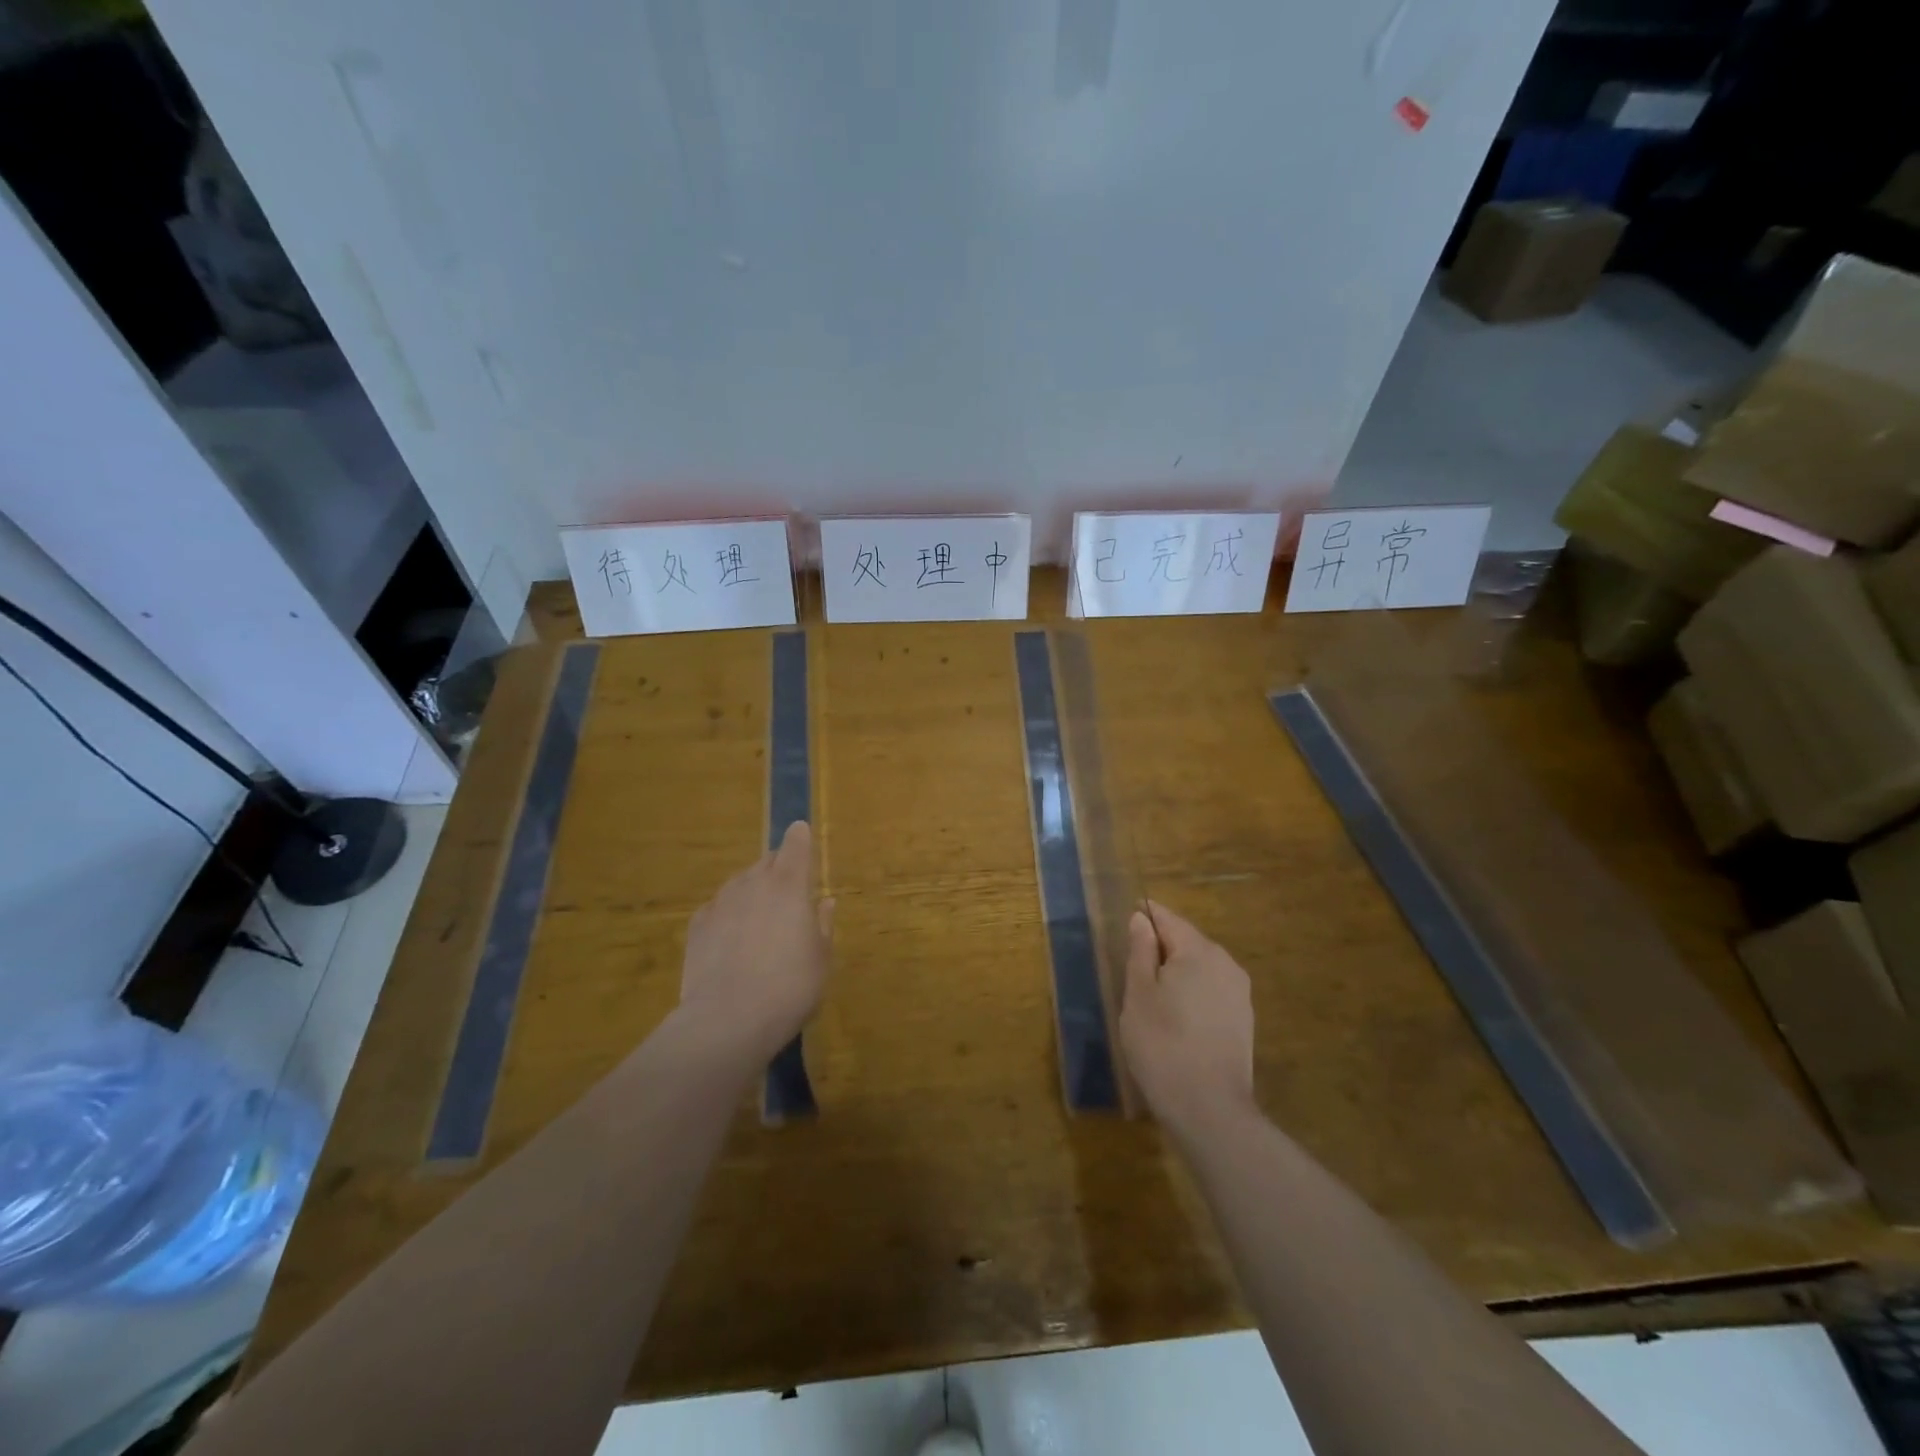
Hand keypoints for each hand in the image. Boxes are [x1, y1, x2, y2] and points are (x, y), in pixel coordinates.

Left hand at [678, 821, 834, 1064]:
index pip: (796, 845)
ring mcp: (721, 902)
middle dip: (778, 867)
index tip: (801, 831)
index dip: (800, 837)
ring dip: (751, 889)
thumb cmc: (790, 987)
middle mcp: (753, 883)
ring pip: (739, 883)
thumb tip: (825, 902)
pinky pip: (717, 908)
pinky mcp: (697, 926)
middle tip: (787, 888)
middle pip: (766, 861)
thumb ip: (823, 925)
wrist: (728, 1020)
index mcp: (790, 886)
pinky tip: (731, 936)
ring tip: (759, 916)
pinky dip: (728, 913)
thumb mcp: (821, 958)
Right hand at [1120, 901, 1255, 1139]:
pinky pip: (1211, 990)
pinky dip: (1192, 993)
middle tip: (1132, 966)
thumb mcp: (1138, 994)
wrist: (1209, 1108)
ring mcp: (1239, 993)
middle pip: (1187, 941)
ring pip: (1200, 967)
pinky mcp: (1243, 1020)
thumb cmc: (1162, 1044)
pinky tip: (1176, 1017)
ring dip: (1177, 972)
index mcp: (1198, 951)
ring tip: (1151, 995)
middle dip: (1161, 947)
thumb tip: (1141, 918)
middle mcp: (1225, 963)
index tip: (1127, 921)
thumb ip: (1140, 951)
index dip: (1146, 916)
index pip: (1168, 919)